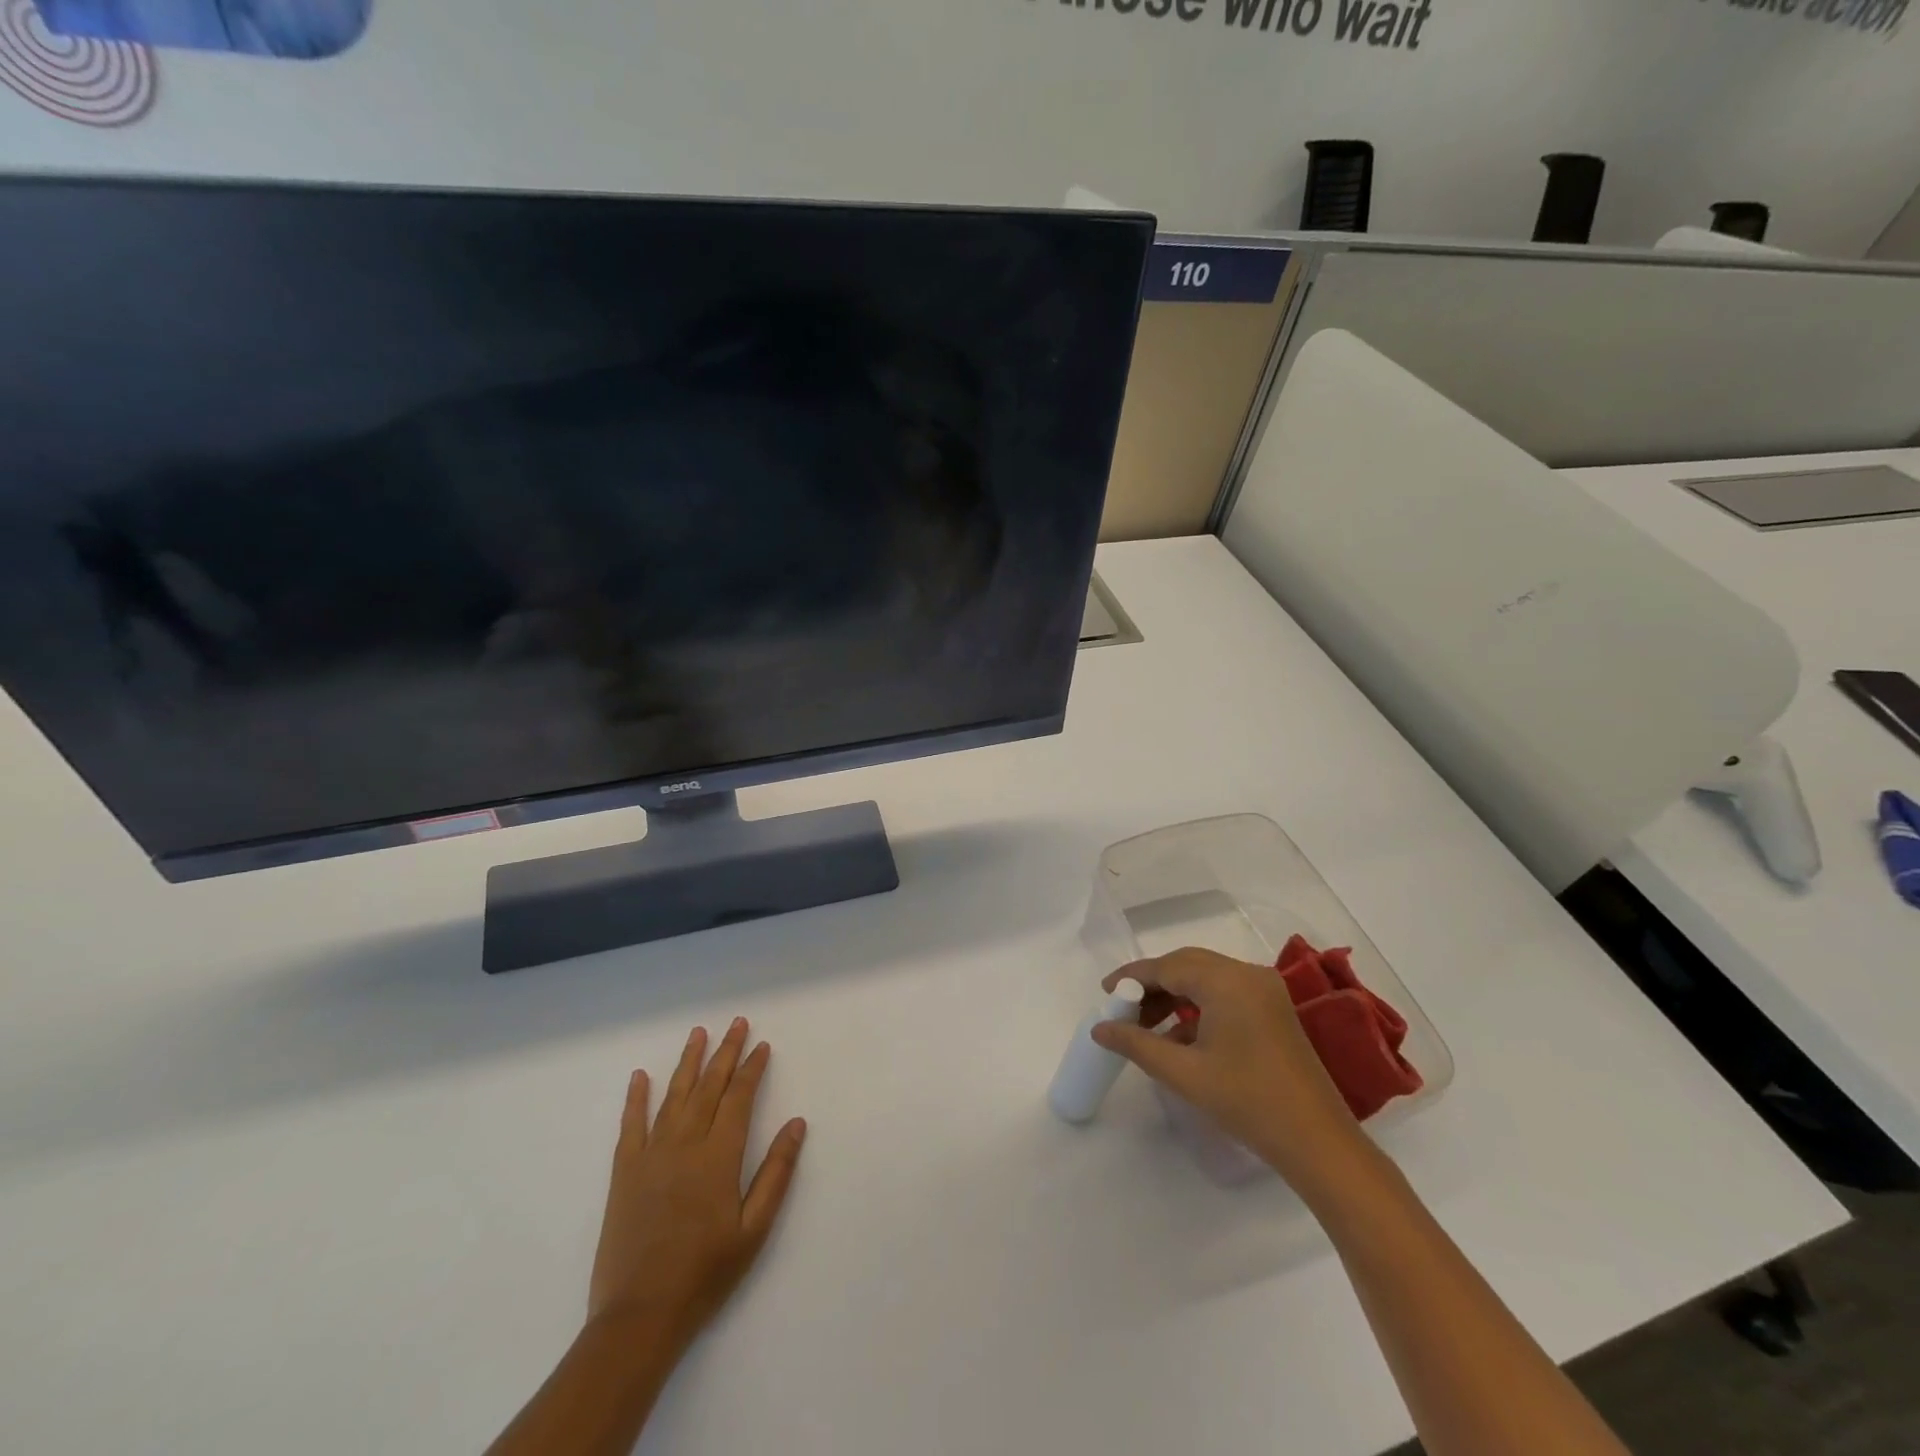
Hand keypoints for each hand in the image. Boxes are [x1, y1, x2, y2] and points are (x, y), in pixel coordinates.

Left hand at [587, 1019, 806, 1352]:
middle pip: (708, 1087)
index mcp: (718, 1156)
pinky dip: (636, 1098)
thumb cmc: (705, 1274)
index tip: (762, 1046)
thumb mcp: (754, 1229)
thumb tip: (797, 1123)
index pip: (739, 1098)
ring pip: (673, 1096)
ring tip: (699, 1033)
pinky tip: (640, 1076)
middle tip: (737, 1024)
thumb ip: (776, 1172)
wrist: (639, 1317)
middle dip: (725, 1053)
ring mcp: (651, 1155)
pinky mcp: (624, 1173)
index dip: (752, 1069)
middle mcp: (685, 1144)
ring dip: (688, 1062)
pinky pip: (630, 1125)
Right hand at [1092, 948, 1368, 1194]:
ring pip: (1206, 979)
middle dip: (1152, 985)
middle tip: (1123, 1009)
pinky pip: (1225, 994)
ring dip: (1174, 996)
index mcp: (1227, 981)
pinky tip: (1179, 1038)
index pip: (1167, 966)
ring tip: (1146, 1027)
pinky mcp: (1274, 1010)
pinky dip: (1198, 1007)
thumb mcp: (1184, 1073)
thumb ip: (1137, 1044)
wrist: (1318, 1143)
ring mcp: (1265, 991)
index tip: (1105, 993)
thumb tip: (1099, 1029)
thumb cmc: (1247, 1102)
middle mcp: (1247, 974)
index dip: (1132, 977)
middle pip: (1187, 965)